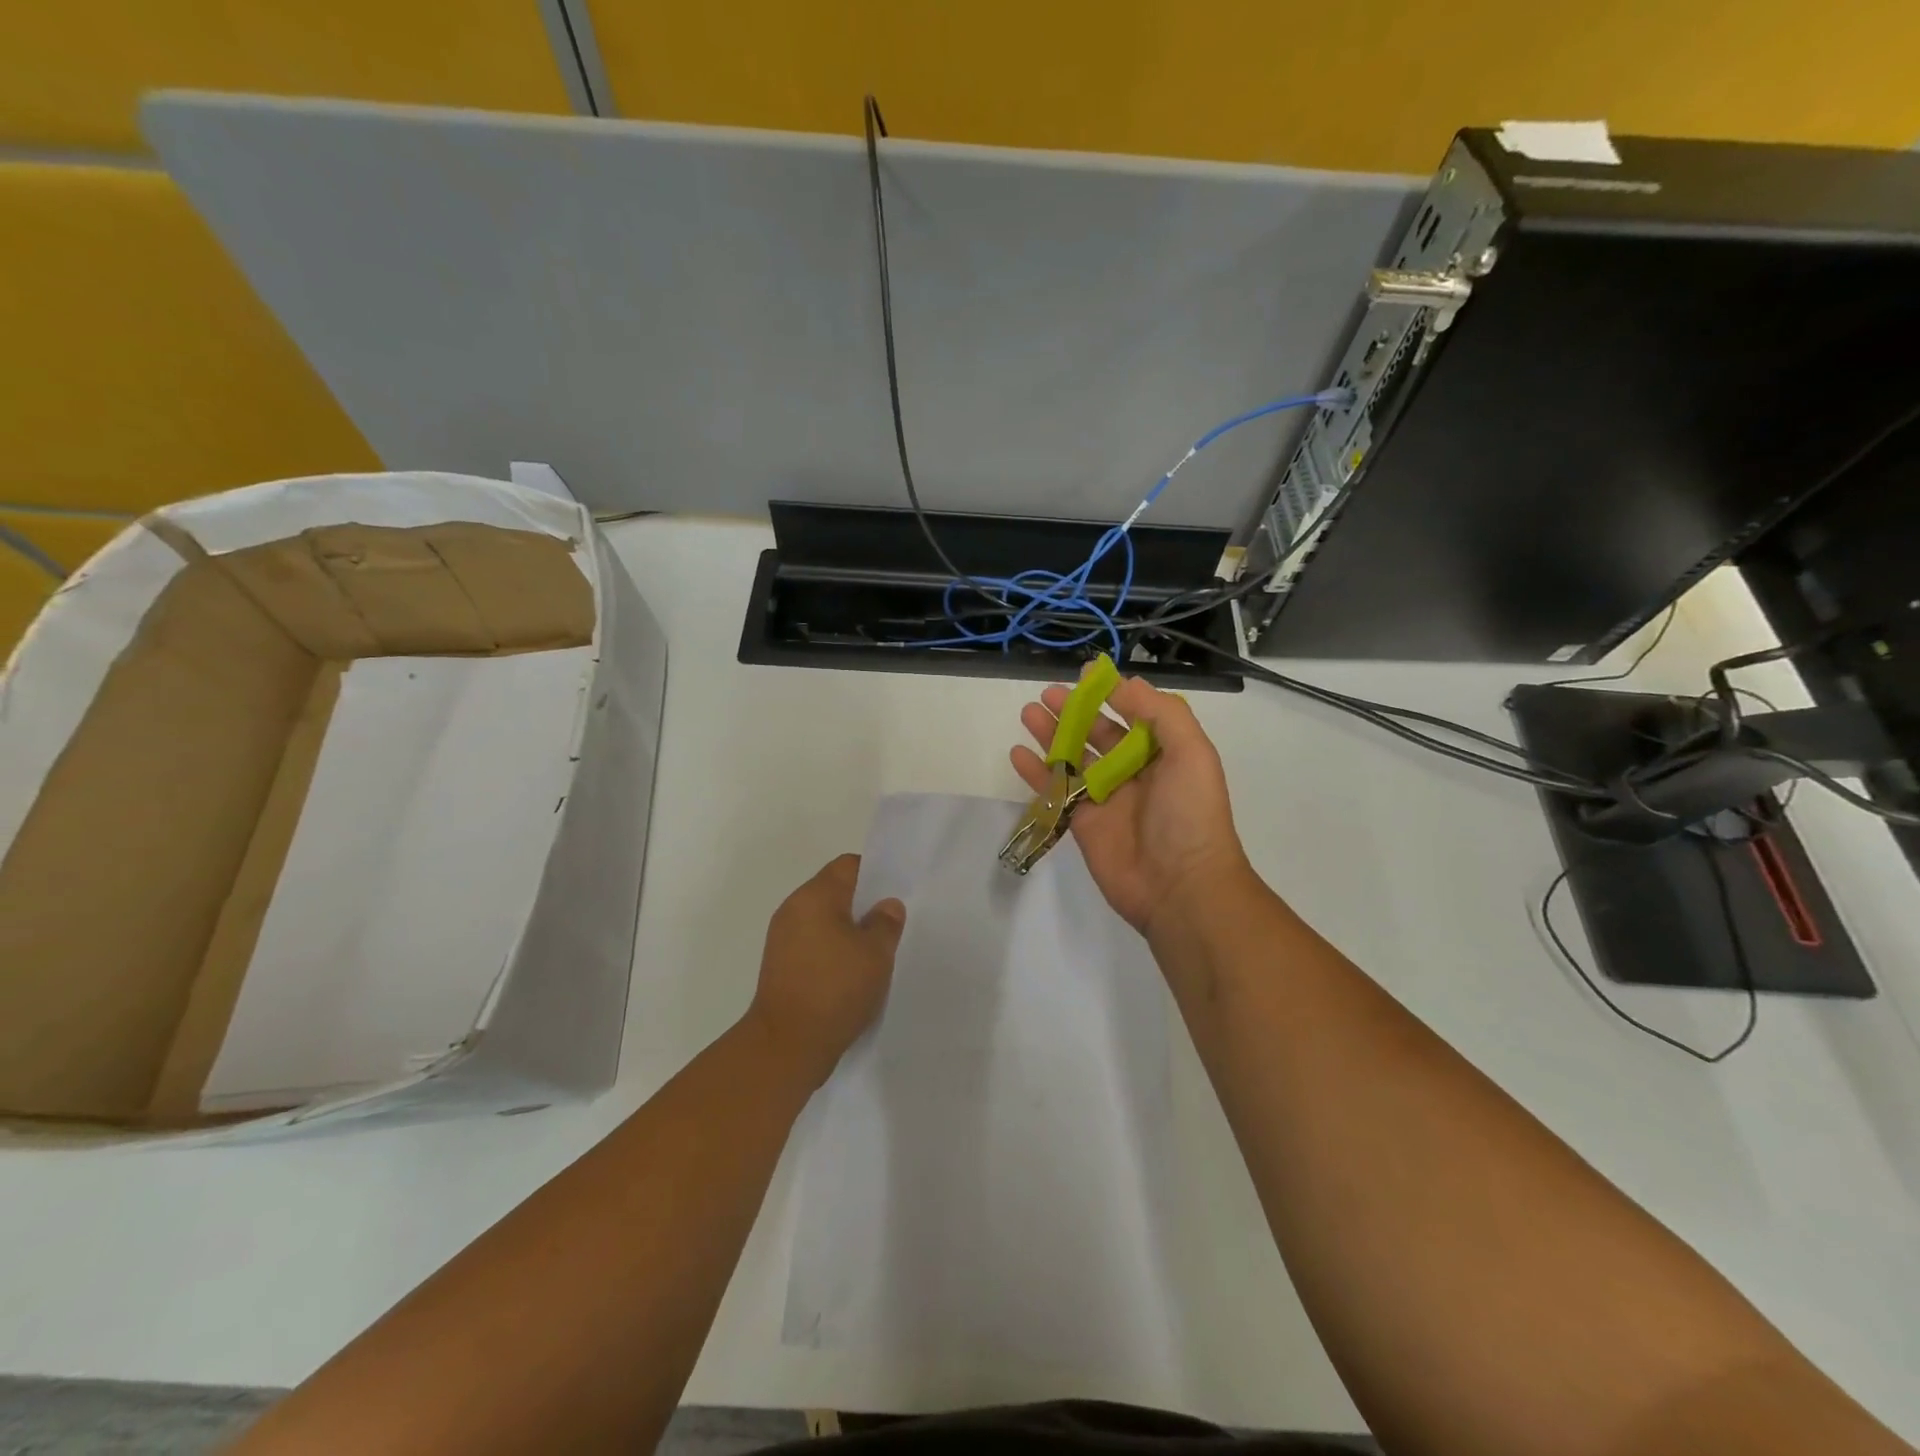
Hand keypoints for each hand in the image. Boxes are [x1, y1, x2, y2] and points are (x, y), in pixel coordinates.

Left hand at [745, 854, 905, 1087]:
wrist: (786, 1045)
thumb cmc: (835, 989)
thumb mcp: (875, 954)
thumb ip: (886, 922)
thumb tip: (887, 905)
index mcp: (815, 896)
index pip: (848, 865)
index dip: (875, 874)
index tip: (895, 896)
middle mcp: (793, 908)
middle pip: (834, 891)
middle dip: (863, 905)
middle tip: (891, 926)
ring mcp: (782, 938)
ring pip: (824, 920)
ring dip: (848, 931)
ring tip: (874, 953)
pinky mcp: (780, 965)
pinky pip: (813, 944)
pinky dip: (832, 951)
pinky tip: (852, 974)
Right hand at [1013, 672, 1251, 936]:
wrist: (1180, 887)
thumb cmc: (1190, 815)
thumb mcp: (1191, 754)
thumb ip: (1161, 714)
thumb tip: (1126, 682)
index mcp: (1165, 754)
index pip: (1135, 715)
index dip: (1112, 694)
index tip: (1085, 675)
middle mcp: (1135, 772)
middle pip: (1099, 734)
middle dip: (1075, 712)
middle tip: (1047, 693)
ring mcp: (1107, 798)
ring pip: (1073, 758)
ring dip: (1051, 735)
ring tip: (1028, 713)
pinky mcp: (1083, 823)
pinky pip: (1056, 791)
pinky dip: (1036, 773)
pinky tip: (1017, 754)